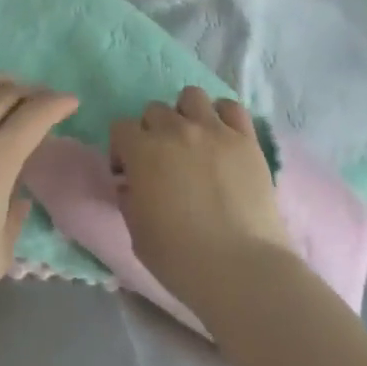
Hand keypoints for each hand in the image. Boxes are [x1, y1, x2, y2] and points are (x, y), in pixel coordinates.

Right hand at [111, 87, 291, 318]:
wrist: (241, 269)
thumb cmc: (181, 259)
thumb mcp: (138, 234)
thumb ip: (130, 199)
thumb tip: (131, 184)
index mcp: (143, 151)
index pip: (120, 127)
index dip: (121, 150)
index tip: (128, 174)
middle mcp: (176, 130)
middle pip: (155, 110)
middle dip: (152, 132)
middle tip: (162, 162)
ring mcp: (214, 130)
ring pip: (191, 96)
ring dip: (186, 114)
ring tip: (193, 141)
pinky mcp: (245, 138)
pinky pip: (231, 107)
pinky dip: (223, 116)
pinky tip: (222, 137)